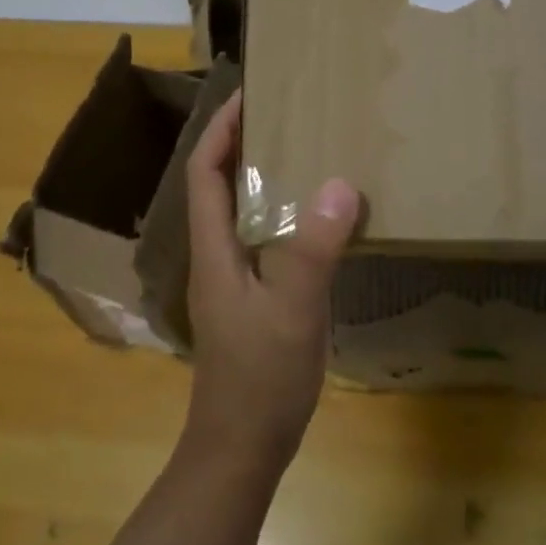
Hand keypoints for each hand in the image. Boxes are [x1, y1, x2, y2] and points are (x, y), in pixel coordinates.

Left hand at [182, 91, 360, 471]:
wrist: (241, 450)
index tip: (249, 94)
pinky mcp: (252, 299)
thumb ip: (313, 249)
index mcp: (214, 249)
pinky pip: (264, 238)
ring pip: (243, 212)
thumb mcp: (293, 311)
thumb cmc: (260, 379)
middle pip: (221, 185)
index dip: (221, 130)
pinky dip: (283, 213)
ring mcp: (233, 280)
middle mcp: (217, 256)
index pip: (205, 172)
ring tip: (308, 152)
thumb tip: (340, 183)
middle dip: (245, 144)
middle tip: (289, 115)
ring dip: (265, 177)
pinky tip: (319, 218)